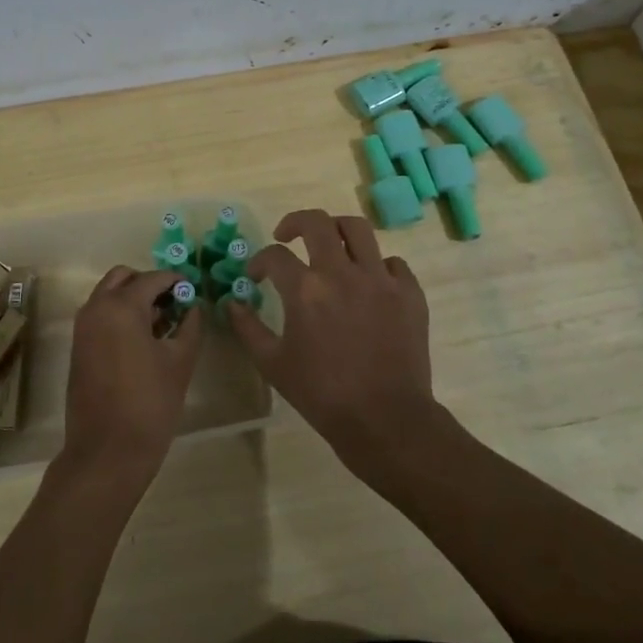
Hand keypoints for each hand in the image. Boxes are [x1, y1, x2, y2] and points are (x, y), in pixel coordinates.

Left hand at [59, 266, 203, 488]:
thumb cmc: (150, 403)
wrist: (107, 451)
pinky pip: (100, 315)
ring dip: (133, 299)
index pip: (153, 278)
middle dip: (149, 284)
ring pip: (109, 295)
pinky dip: (120, 315)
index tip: (194, 291)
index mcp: (121, 306)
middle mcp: (96, 308)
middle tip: (175, 303)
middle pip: (124, 278)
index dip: (176, 281)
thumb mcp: (180, 361)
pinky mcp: (79, 347)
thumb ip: (190, 325)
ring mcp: (83, 327)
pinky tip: (144, 340)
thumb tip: (193, 306)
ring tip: (163, 323)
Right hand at [226, 210, 442, 478]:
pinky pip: (392, 263)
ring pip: (358, 229)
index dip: (259, 261)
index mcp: (306, 290)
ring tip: (329, 244)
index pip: (274, 255)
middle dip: (295, 222)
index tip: (256, 275)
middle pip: (317, 222)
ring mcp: (381, 280)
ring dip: (337, 230)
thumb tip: (232, 303)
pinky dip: (376, 266)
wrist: (385, 420)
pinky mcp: (409, 293)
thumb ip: (248, 328)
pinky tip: (368, 283)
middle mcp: (343, 273)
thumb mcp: (273, 364)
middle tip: (287, 236)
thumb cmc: (322, 394)